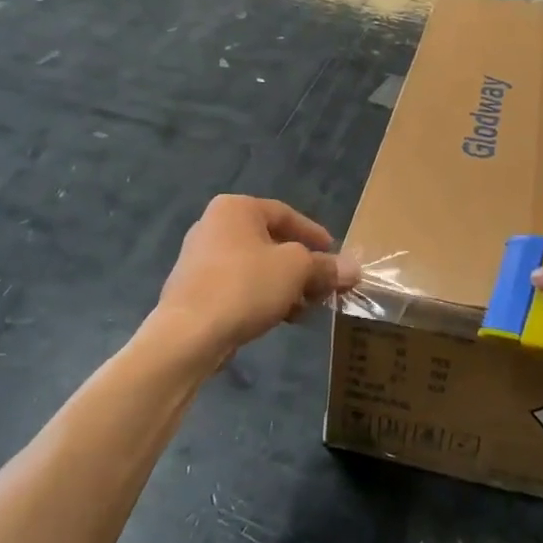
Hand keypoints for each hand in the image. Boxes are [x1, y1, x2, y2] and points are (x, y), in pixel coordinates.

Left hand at [155, 196, 357, 358]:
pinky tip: (279, 319)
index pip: (285, 214)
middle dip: (301, 266)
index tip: (335, 255)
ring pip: (255, 267)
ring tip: (305, 309)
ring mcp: (199, 259)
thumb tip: (353, 269)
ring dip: (284, 286)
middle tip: (323, 287)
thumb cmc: (246, 285)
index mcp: (235, 209)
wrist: (188, 334)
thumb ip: (325, 266)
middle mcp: (213, 226)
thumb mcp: (296, 270)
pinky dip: (261, 297)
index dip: (315, 234)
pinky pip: (238, 287)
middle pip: (270, 242)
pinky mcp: (194, 290)